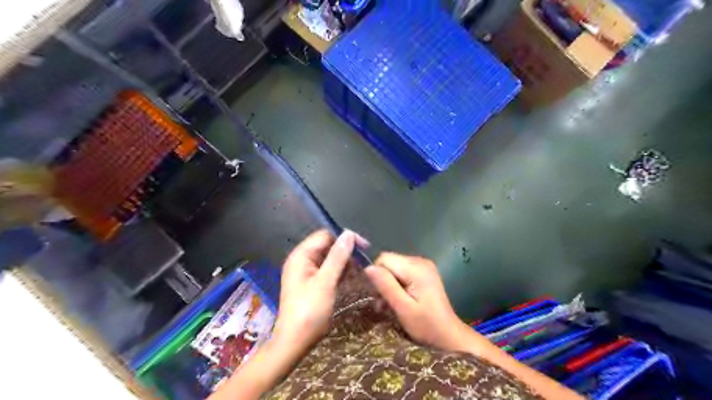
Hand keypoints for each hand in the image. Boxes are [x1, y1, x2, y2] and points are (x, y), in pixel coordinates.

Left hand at [274, 229, 366, 354]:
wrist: (295, 342)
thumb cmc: (309, 311)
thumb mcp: (325, 282)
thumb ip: (337, 256)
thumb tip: (349, 233)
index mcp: (301, 256)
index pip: (325, 235)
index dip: (344, 238)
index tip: (363, 247)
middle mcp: (302, 260)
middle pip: (327, 246)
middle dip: (345, 252)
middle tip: (363, 262)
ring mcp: (306, 272)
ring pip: (329, 259)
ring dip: (344, 263)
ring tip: (359, 273)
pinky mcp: (312, 284)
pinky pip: (328, 271)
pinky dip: (340, 273)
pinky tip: (351, 279)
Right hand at [367, 253, 471, 352]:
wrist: (449, 336)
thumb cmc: (426, 326)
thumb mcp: (403, 308)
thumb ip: (386, 286)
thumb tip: (368, 268)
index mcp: (416, 268)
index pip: (384, 259)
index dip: (377, 275)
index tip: (379, 296)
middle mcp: (420, 261)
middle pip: (389, 262)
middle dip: (382, 281)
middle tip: (384, 303)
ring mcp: (423, 266)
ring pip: (393, 268)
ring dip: (388, 285)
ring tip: (391, 305)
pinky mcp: (423, 272)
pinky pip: (401, 272)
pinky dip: (397, 285)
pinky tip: (399, 300)